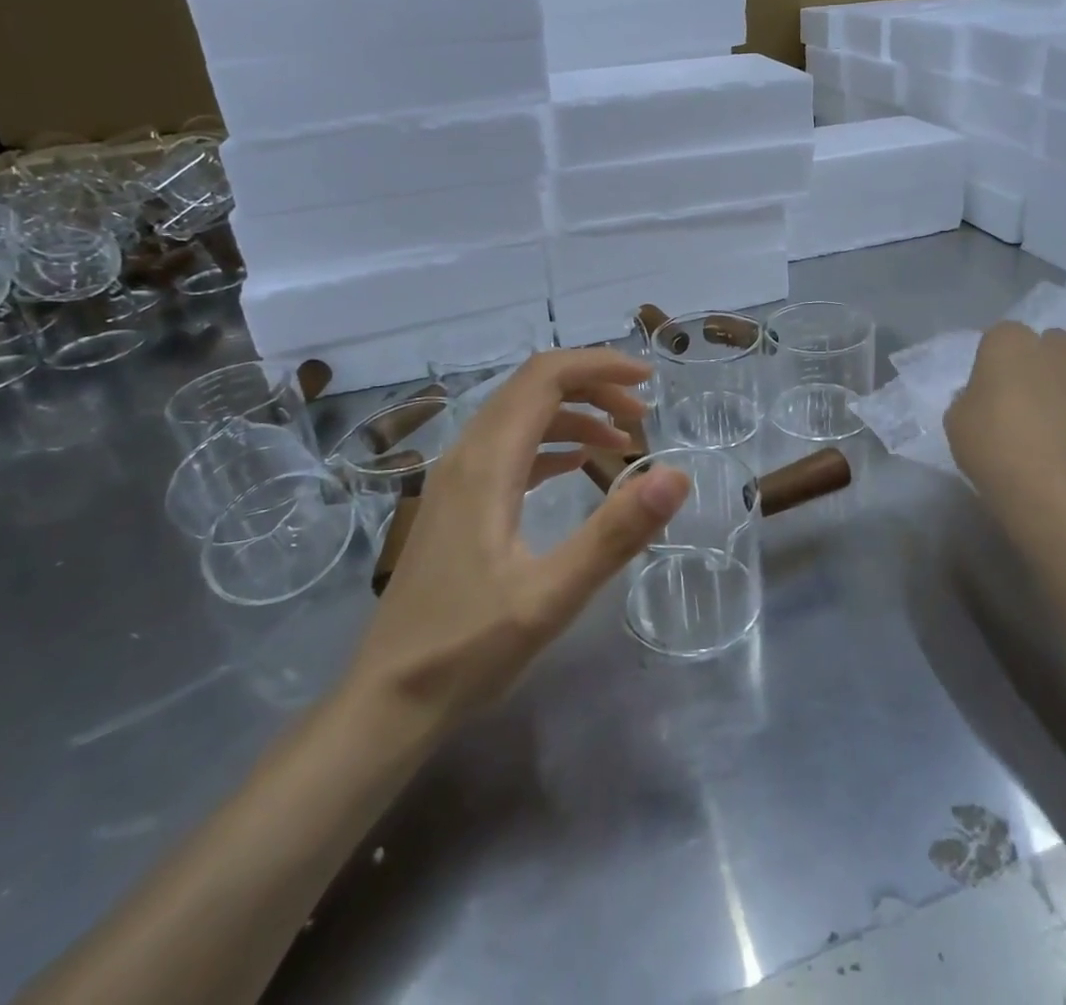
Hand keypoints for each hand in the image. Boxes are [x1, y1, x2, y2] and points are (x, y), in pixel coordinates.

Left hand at [344, 349, 690, 725]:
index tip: (648, 381)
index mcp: (487, 463)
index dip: (599, 365)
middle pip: (532, 387)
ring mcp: (457, 478)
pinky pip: (510, 447)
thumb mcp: (551, 596)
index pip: (544, 377)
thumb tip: (676, 475)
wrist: (389, 700)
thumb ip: (615, 532)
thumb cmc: (468, 648)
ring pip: (521, 415)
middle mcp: (467, 455)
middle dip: (593, 385)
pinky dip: (552, 441)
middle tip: (644, 414)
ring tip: (624, 440)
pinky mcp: (457, 502)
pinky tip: (578, 464)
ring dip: (574, 413)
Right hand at [944, 323, 1065, 546]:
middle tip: (1034, 399)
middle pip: (1053, 342)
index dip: (999, 359)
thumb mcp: (957, 423)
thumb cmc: (995, 450)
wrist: (1058, 492)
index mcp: (1010, 345)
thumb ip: (971, 399)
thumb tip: (986, 398)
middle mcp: (1058, 349)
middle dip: (1046, 362)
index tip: (994, 387)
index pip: (1003, 335)